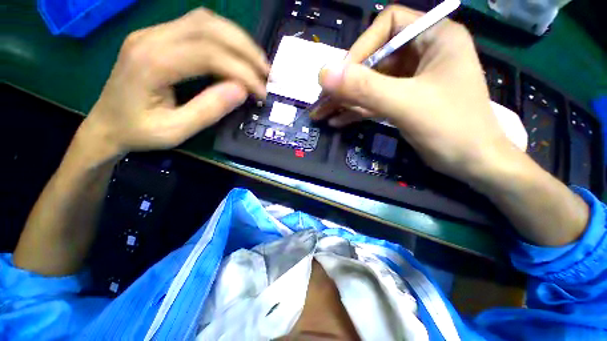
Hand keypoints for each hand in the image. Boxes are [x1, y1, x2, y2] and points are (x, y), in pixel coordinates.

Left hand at [79, 8, 269, 160]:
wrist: (105, 124)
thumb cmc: (138, 132)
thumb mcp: (176, 130)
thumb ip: (209, 109)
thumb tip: (241, 90)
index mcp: (152, 62)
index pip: (209, 54)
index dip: (242, 71)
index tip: (262, 91)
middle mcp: (151, 37)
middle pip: (209, 27)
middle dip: (245, 49)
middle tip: (266, 72)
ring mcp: (154, 32)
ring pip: (205, 20)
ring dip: (237, 40)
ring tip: (257, 63)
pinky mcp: (158, 36)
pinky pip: (198, 26)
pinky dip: (225, 38)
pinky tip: (236, 54)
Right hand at [313, 5, 515, 181]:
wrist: (472, 163)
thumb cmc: (451, 128)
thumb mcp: (405, 104)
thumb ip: (364, 88)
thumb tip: (323, 74)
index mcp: (433, 38)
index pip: (387, 26)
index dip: (361, 48)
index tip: (341, 78)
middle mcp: (421, 54)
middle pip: (374, 60)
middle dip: (346, 83)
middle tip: (322, 101)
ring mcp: (411, 80)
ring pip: (370, 84)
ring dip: (346, 101)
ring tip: (322, 114)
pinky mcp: (403, 101)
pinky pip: (374, 101)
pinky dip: (356, 111)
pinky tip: (337, 121)